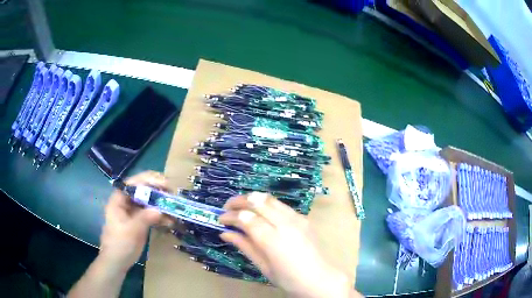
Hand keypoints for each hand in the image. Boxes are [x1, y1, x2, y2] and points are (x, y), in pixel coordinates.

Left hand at [99, 171, 172, 272]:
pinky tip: (170, 221)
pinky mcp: (141, 221)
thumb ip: (143, 219)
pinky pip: (152, 214)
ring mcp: (134, 212)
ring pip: (149, 202)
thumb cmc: (119, 245)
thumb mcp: (130, 231)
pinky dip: (161, 216)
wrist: (117, 262)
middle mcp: (126, 202)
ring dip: (161, 204)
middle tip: (172, 194)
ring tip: (174, 208)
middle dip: (157, 190)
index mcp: (119, 200)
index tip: (164, 183)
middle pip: (142, 190)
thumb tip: (159, 210)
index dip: (148, 180)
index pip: (133, 183)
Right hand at [218, 192, 359, 297]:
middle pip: (257, 201)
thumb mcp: (263, 266)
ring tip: (241, 207)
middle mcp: (285, 224)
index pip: (246, 218)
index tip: (220, 219)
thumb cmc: (288, 279)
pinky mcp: (303, 218)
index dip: (230, 216)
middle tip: (227, 207)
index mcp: (273, 240)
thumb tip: (225, 233)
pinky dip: (266, 204)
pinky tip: (261, 213)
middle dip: (239, 201)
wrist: (319, 278)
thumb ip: (244, 246)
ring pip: (269, 199)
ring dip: (252, 199)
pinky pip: (281, 205)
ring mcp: (296, 218)